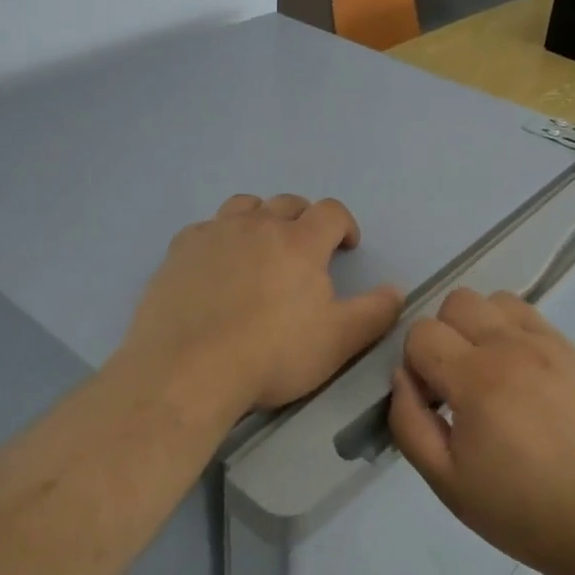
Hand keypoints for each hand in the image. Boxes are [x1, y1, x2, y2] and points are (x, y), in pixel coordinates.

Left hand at [121, 194, 403, 417]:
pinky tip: (217, 265)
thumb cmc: (272, 355)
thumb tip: (396, 290)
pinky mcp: (179, 251)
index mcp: (299, 241)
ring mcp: (214, 234)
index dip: (344, 225)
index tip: (346, 248)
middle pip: (288, 203)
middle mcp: (257, 225)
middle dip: (304, 220)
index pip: (331, 212)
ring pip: (244, 206)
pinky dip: (220, 238)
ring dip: (261, 219)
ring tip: (261, 248)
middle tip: (306, 251)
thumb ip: (375, 312)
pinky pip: (205, 228)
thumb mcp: (339, 341)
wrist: (188, 370)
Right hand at [389, 289, 574, 574]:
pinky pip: (532, 317)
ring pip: (496, 300)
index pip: (421, 332)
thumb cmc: (523, 510)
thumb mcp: (447, 482)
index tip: (433, 403)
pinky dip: (514, 332)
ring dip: (480, 326)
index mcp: (475, 378)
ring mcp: (548, 344)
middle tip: (457, 384)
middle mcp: (510, 346)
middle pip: (457, 301)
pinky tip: (524, 375)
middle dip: (444, 336)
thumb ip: (409, 423)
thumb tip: (402, 377)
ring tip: (491, 373)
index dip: (415, 365)